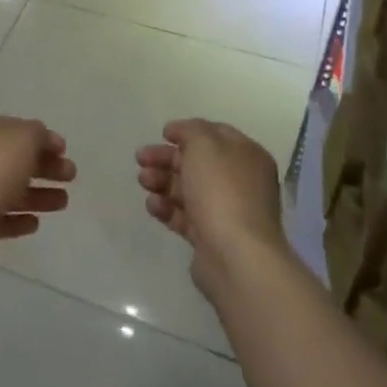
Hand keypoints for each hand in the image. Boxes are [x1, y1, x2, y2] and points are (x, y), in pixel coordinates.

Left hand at [0, 117, 74, 267]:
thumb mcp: (22, 139)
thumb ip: (38, 135)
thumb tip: (44, 139)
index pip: (17, 131)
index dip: (42, 139)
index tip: (65, 151)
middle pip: (17, 161)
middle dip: (46, 167)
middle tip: (71, 176)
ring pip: (12, 191)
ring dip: (39, 195)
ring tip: (63, 203)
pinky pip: (1, 219)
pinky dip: (19, 220)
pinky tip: (35, 224)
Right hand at [136, 119, 286, 295]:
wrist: (236, 256)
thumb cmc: (222, 191)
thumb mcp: (204, 144)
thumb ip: (190, 130)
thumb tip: (180, 132)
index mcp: (246, 156)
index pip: (215, 135)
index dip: (187, 131)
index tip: (162, 134)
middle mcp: (240, 181)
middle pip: (197, 162)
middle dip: (167, 158)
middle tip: (140, 158)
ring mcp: (226, 211)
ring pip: (188, 189)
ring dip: (163, 181)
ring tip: (143, 181)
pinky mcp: (211, 237)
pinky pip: (185, 216)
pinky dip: (167, 208)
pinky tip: (152, 205)